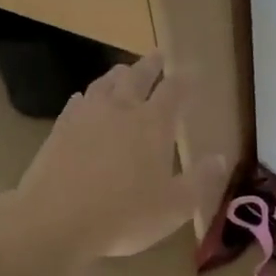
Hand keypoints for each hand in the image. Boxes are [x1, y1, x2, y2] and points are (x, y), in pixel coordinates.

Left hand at [9, 54, 227, 258]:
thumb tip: (221, 158)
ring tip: (123, 71)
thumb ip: (200, 180)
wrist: (55, 219)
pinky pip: (76, 102)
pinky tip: (84, 99)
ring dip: (117, 74)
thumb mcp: (174, 206)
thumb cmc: (124, 215)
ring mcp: (87, 116)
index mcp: (153, 123)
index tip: (191, 70)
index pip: (173, 90)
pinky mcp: (60, 128)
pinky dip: (86, 96)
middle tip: (157, 55)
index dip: (184, 78)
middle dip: (151, 65)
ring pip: (105, 83)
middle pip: (137, 76)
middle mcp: (122, 110)